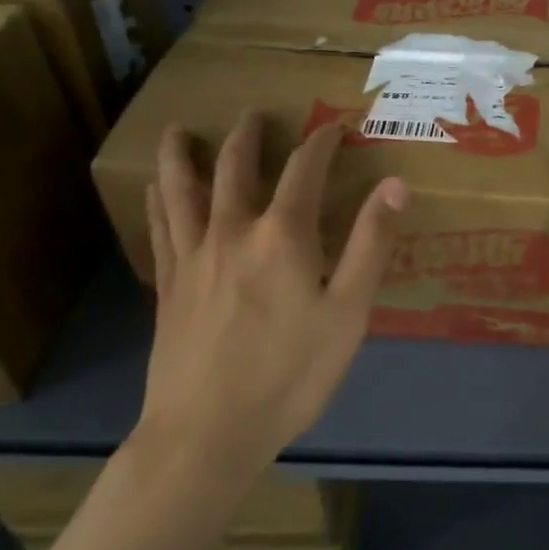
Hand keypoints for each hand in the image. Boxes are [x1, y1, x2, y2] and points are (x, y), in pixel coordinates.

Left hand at [137, 114, 407, 479]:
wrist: (207, 436)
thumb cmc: (290, 374)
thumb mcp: (348, 312)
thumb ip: (370, 243)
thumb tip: (395, 184)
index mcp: (283, 234)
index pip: (304, 169)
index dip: (321, 142)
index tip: (334, 127)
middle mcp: (233, 231)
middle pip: (236, 167)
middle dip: (249, 135)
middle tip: (254, 114)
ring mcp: (194, 257)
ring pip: (182, 190)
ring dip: (184, 155)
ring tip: (180, 130)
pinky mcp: (169, 286)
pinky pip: (161, 229)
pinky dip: (159, 201)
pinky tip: (154, 191)